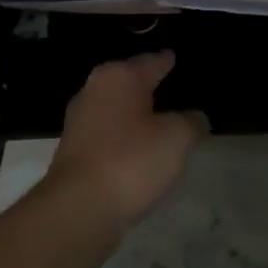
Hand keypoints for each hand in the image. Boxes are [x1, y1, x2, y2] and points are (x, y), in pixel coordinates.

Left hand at [47, 52, 205, 225]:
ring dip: (137, 116)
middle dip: (150, 86)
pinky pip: (108, 136)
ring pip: (117, 110)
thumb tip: (194, 117)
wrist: (78, 209)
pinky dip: (125, 139)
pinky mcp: (74, 152)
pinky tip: (141, 151)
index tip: (176, 58)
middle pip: (130, 83)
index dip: (168, 61)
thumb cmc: (131, 161)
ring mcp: (80, 122)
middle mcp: (94, 91)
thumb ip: (191, 121)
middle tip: (176, 91)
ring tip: (163, 123)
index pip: (151, 61)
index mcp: (119, 77)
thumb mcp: (178, 138)